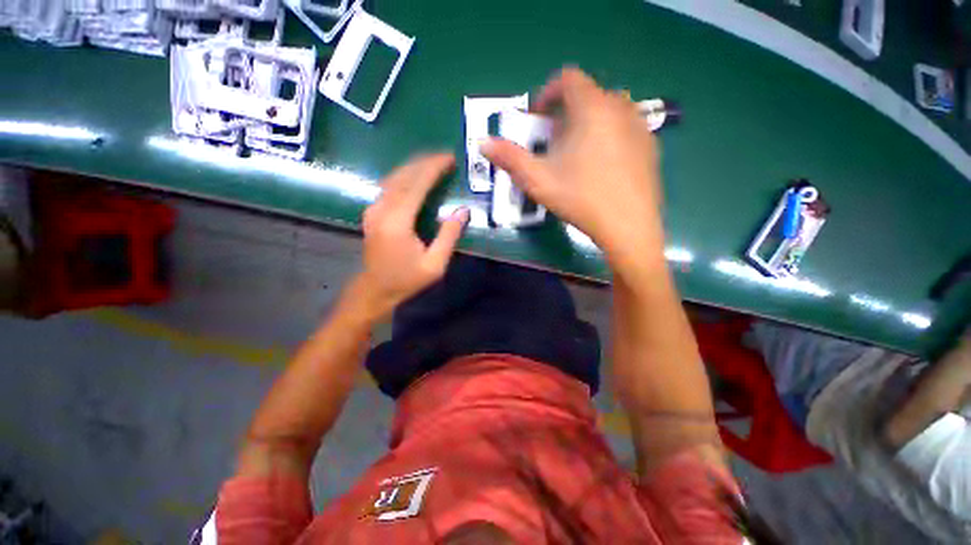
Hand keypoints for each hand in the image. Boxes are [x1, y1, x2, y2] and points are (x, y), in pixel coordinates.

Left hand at [353, 153, 468, 320]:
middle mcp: (381, 210)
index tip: (449, 158)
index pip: (415, 185)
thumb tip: (463, 211)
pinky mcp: (372, 212)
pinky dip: (405, 176)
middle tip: (446, 157)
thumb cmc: (407, 279)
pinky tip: (416, 175)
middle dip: (425, 162)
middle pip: (403, 176)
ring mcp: (373, 209)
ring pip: (393, 177)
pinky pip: (389, 186)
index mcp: (397, 222)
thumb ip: (449, 236)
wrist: (375, 289)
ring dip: (414, 166)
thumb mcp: (434, 265)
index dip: (433, 168)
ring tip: (435, 162)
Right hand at [482, 68, 664, 275]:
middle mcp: (621, 107)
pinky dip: (607, 136)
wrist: (628, 226)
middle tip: (552, 144)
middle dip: (564, 114)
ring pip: (607, 111)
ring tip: (575, 155)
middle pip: (587, 95)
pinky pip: (624, 128)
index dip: (546, 94)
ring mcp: (641, 125)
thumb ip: (509, 158)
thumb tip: (483, 143)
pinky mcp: (651, 145)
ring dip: (586, 124)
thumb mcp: (538, 179)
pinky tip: (600, 167)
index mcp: (592, 108)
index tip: (536, 119)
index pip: (567, 79)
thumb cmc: (580, 198)